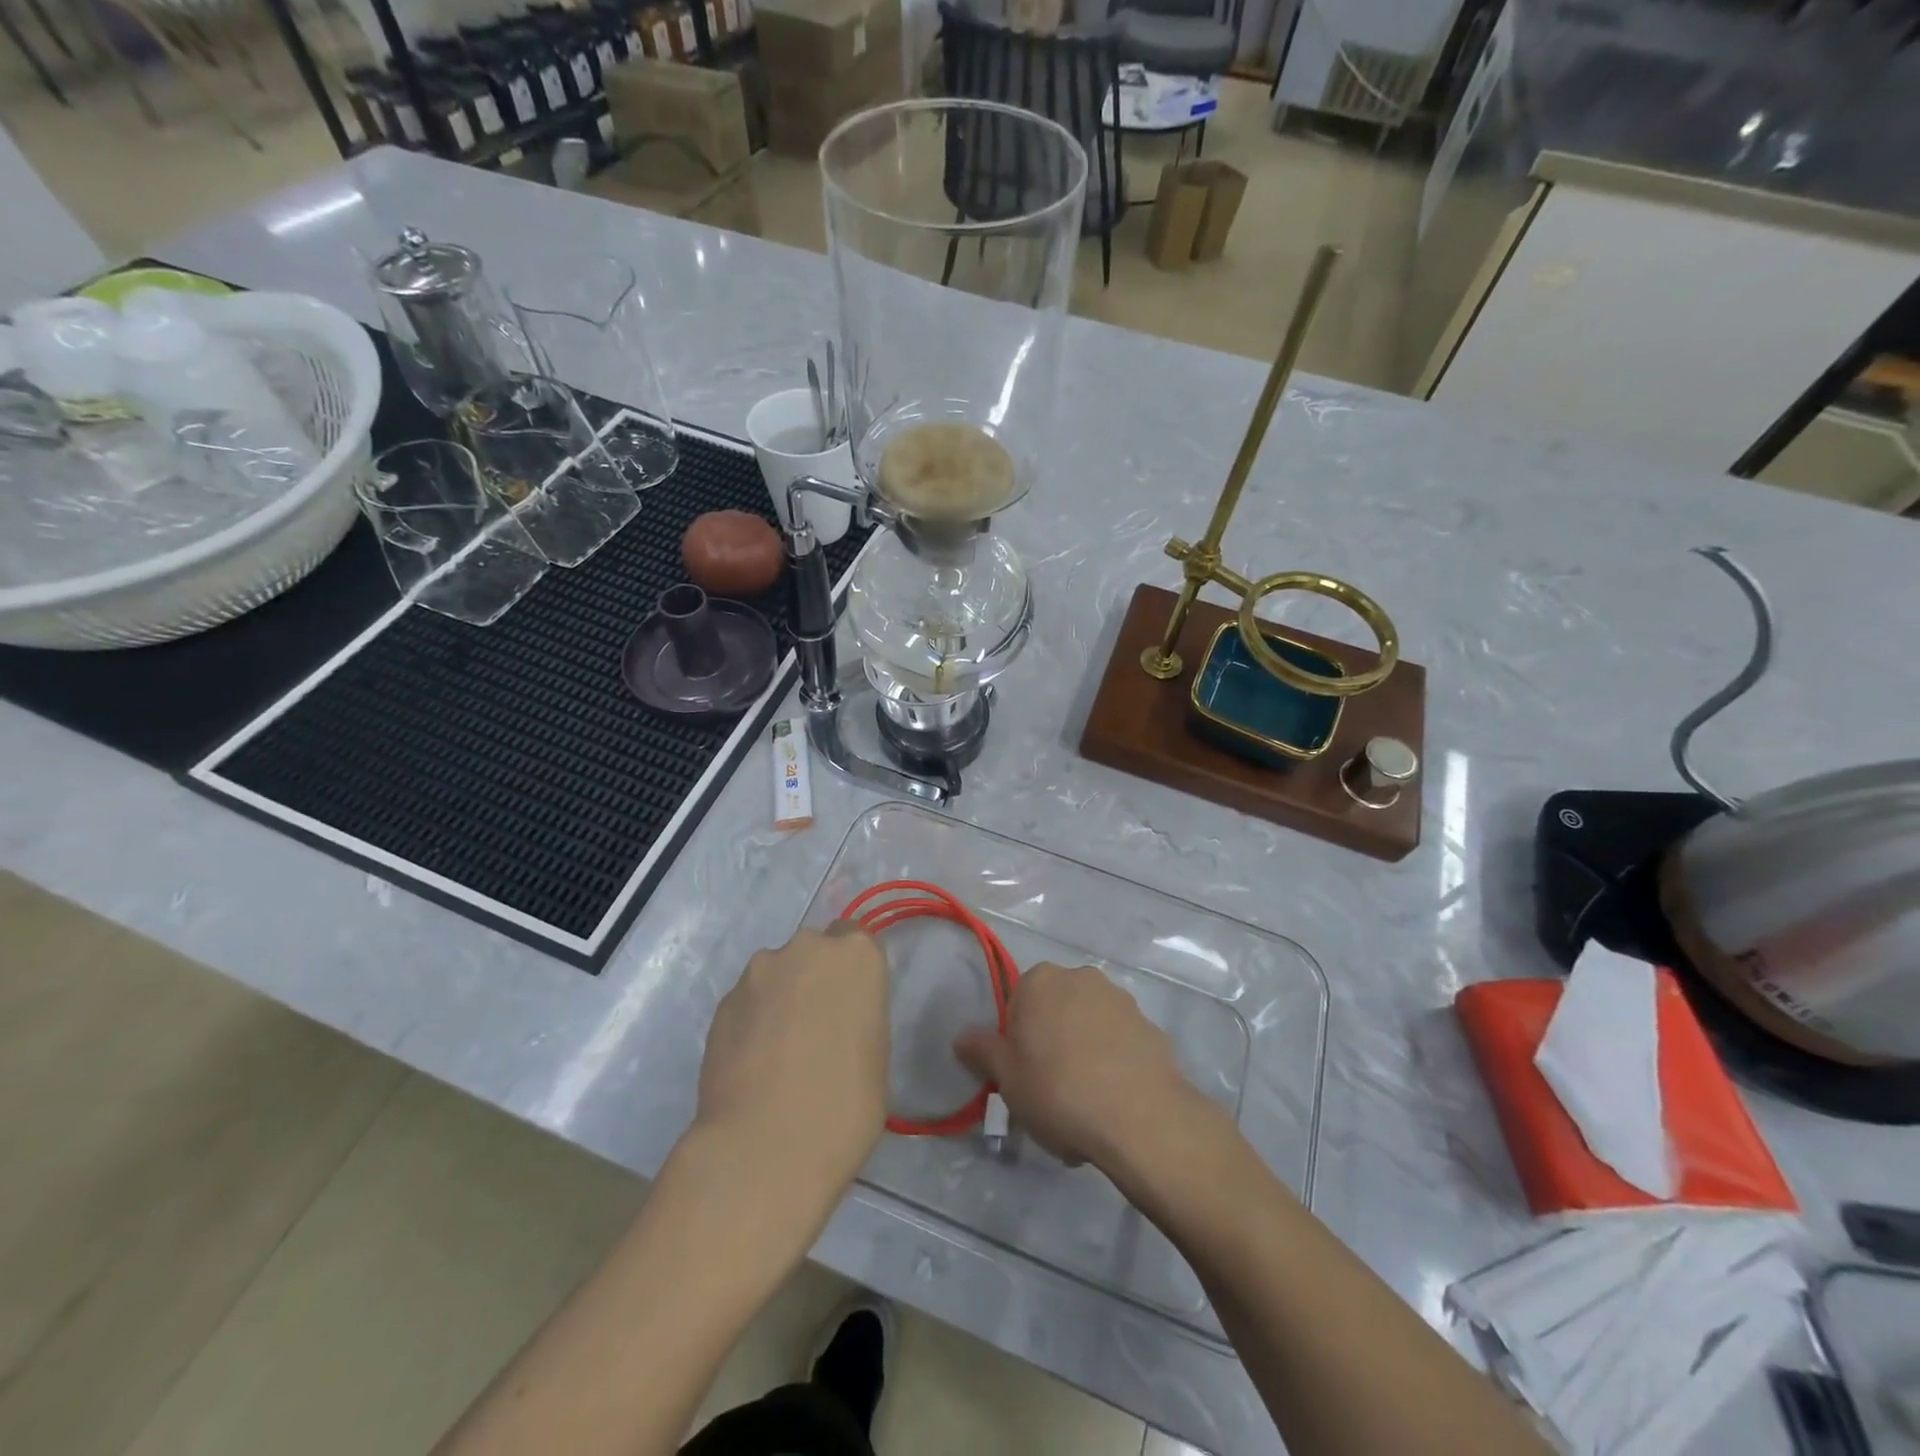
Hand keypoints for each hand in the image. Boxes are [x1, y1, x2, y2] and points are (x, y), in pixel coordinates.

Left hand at [696, 923, 889, 1207]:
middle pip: (814, 952)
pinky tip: (755, 1065)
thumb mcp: (877, 1054)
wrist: (764, 1149)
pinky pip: (748, 1003)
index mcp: (856, 956)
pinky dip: (753, 1022)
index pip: (858, 941)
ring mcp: (758, 973)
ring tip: (781, 1053)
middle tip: (819, 1029)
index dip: (855, 974)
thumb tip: (838, 1020)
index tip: (854, 1007)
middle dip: (816, 979)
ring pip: (777, 975)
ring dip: (782, 999)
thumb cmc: (845, 1105)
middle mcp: (805, 948)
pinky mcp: (722, 1003)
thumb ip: (859, 1016)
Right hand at [954, 961, 1204, 1170]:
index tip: (1023, 1073)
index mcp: (1041, 981)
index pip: (1018, 1003)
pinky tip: (1113, 1102)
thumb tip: (962, 1036)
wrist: (1140, 1117)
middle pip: (1056, 1009)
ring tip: (1085, 1104)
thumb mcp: (1007, 1078)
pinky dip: (1114, 1062)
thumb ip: (983, 1051)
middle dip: (1052, 1041)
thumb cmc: (1058, 1091)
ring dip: (1084, 1051)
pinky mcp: (1151, 1026)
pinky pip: (1120, 1043)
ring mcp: (1121, 1000)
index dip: (1017, 1040)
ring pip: (1089, 1025)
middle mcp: (1081, 977)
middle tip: (1050, 1089)